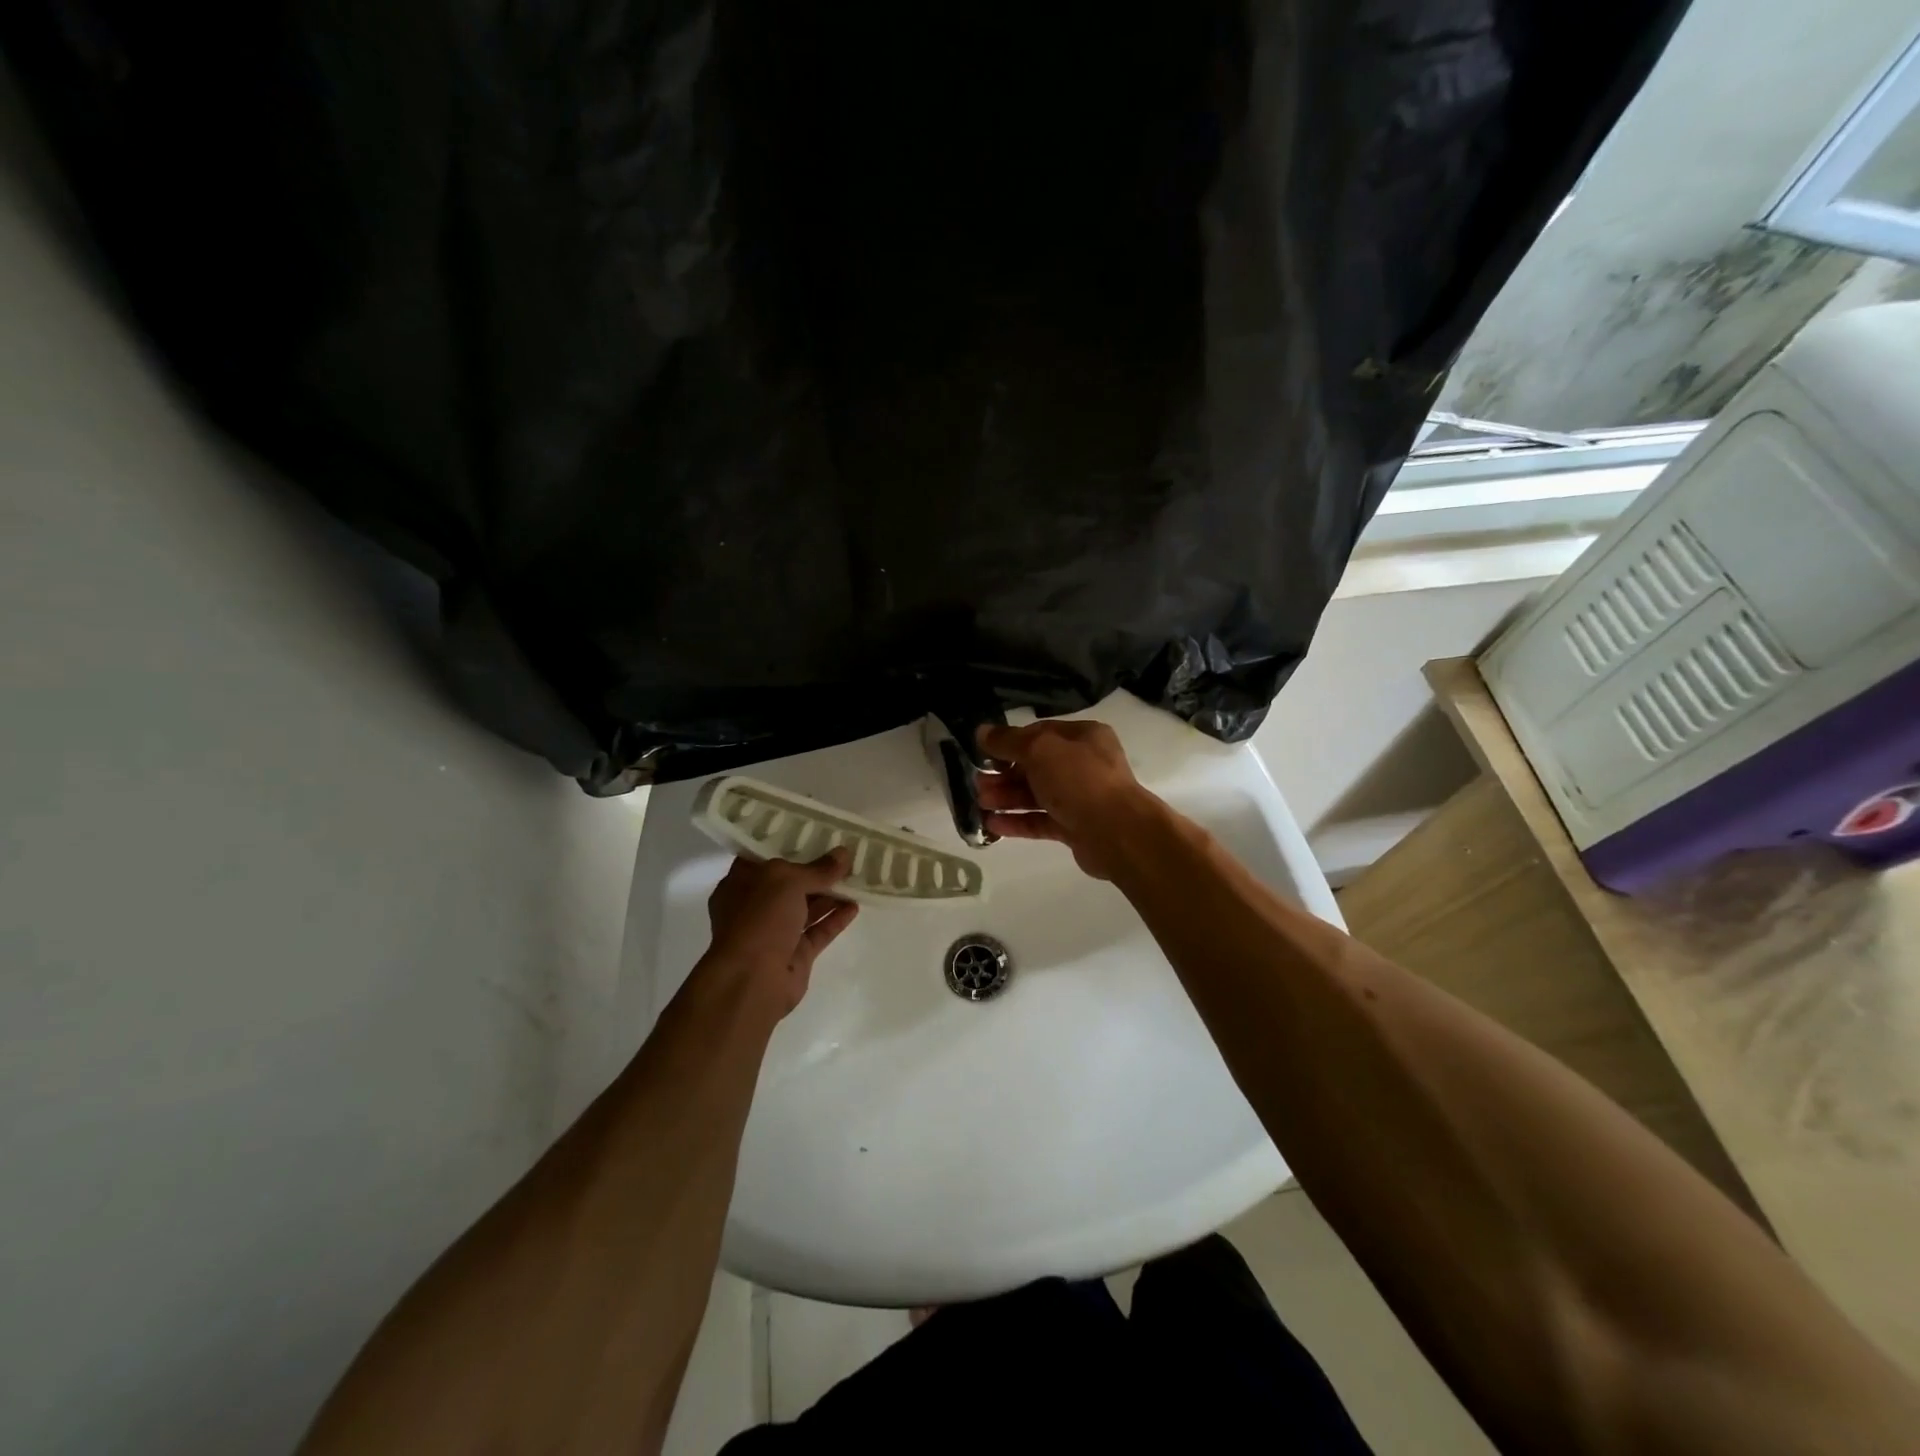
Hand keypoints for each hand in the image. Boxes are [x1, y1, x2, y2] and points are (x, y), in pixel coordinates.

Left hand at [698, 850, 858, 1020]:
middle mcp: (755, 907)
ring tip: (856, 876)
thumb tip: (844, 854)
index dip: (786, 844)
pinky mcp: (796, 954)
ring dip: (830, 893)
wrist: (753, 980)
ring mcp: (775, 932)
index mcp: (740, 884)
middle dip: (815, 870)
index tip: (813, 832)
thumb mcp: (787, 880)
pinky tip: (855, 905)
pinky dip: (835, 918)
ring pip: (806, 907)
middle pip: (789, 883)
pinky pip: (819, 931)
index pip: (762, 858)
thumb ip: (817, 868)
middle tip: (843, 853)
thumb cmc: (759, 919)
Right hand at [974, 720, 1151, 879]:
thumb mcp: (1040, 750)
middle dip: (1004, 774)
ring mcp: (1080, 798)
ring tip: (979, 803)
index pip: (1039, 734)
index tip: (984, 754)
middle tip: (977, 783)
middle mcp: (1084, 764)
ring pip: (1036, 794)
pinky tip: (992, 824)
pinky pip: (1041, 820)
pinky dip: (1017, 821)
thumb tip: (981, 732)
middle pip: (1036, 766)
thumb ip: (1008, 741)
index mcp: (1083, 737)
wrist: (1117, 832)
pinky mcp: (1075, 827)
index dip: (1010, 742)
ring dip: (1007, 797)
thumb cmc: (1080, 780)